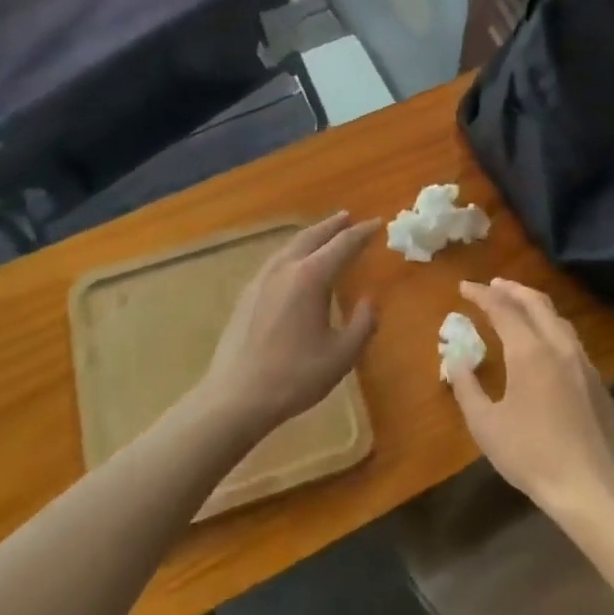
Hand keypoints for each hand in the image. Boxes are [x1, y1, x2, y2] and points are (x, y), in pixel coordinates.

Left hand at [199, 212, 379, 436]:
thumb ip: (362, 324)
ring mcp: (261, 279)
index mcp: (311, 277)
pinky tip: (294, 263)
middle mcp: (285, 268)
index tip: (377, 223)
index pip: (343, 244)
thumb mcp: (341, 355)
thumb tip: (369, 302)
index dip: (362, 233)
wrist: (236, 397)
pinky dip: (293, 251)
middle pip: (312, 236)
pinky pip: (276, 260)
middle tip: (349, 217)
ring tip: (324, 234)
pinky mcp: (247, 294)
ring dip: (311, 236)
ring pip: (290, 246)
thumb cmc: (295, 376)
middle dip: (333, 226)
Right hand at [450, 279, 613, 513]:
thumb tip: (456, 358)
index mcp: (529, 351)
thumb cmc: (529, 454)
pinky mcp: (598, 383)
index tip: (464, 287)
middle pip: (536, 303)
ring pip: (558, 320)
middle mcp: (558, 346)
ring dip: (535, 306)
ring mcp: (583, 363)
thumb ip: (466, 386)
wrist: (588, 486)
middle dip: (512, 289)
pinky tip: (545, 346)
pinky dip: (552, 330)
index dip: (482, 294)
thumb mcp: (485, 424)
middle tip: (493, 285)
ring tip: (518, 307)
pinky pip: (572, 342)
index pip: (502, 308)